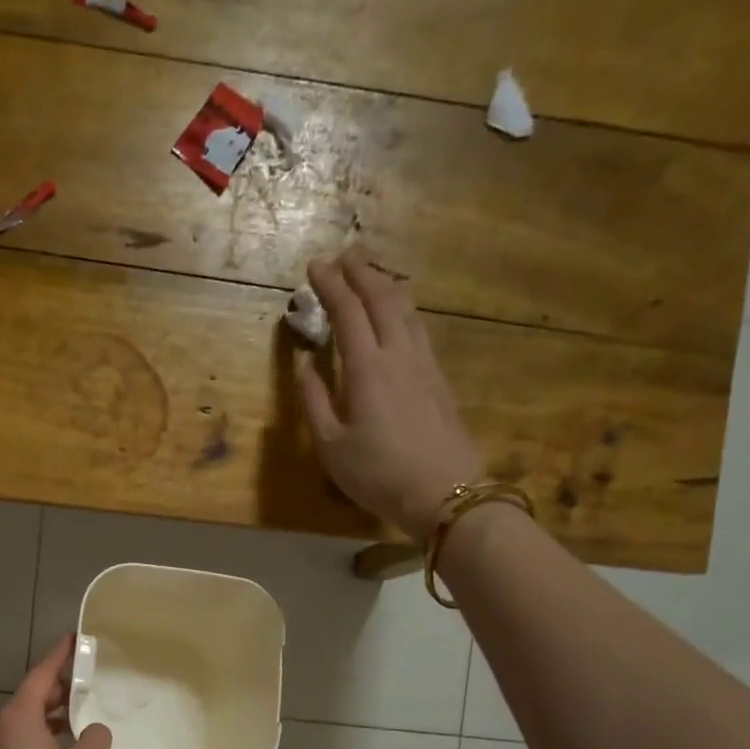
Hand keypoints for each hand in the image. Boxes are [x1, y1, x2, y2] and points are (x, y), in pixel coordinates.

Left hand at [0, 635, 112, 748]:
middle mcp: (2, 727)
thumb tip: (94, 730)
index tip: (75, 640)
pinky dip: (44, 733)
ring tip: (81, 710)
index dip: (60, 656)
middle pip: (32, 696)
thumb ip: (97, 738)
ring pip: (27, 720)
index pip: (42, 675)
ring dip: (52, 712)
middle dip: (59, 686)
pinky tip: (66, 745)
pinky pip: (23, 739)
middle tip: (86, 678)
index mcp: (20, 715)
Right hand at [298, 246, 483, 541]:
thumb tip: (305, 366)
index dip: (331, 285)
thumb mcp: (331, 446)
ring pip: (407, 310)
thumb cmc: (378, 474)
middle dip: (362, 273)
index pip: (348, 312)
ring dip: (386, 286)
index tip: (315, 266)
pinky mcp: (439, 379)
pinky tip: (400, 314)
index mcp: (367, 369)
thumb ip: (314, 402)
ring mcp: (424, 365)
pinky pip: (419, 329)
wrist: (445, 492)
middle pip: (383, 300)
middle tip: (345, 255)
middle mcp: (399, 355)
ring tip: (371, 274)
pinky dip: (403, 309)